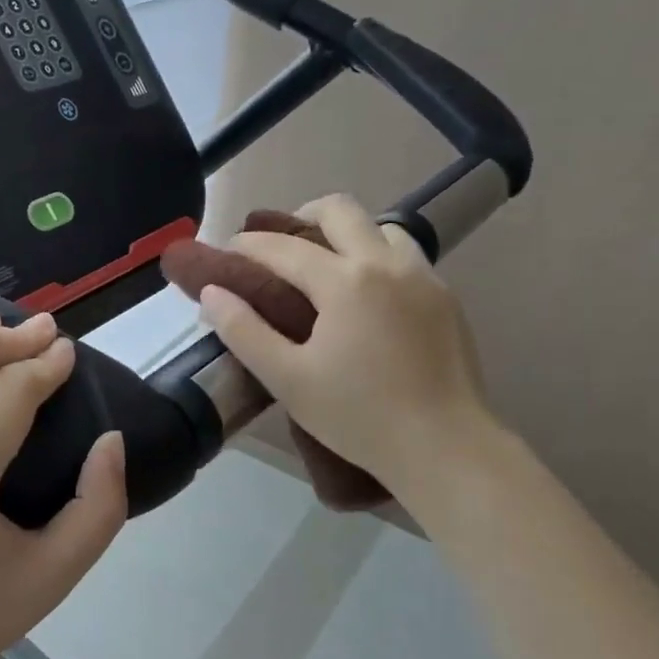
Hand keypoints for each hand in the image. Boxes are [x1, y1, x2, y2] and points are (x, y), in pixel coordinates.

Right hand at [197, 194, 500, 504]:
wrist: (446, 448)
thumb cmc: (358, 416)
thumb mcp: (287, 379)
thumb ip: (244, 331)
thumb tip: (212, 292)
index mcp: (345, 281)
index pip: (284, 247)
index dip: (248, 244)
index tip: (227, 251)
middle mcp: (387, 264)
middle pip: (340, 210)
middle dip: (301, 216)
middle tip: (280, 248)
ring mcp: (424, 277)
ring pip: (381, 228)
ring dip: (347, 235)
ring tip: (327, 270)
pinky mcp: (447, 298)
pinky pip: (406, 257)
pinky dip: (377, 259)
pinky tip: (367, 298)